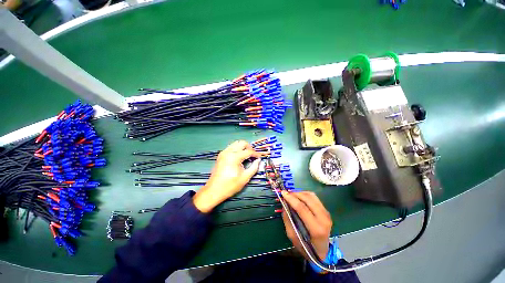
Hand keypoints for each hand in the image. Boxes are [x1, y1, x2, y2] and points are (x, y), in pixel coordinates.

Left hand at [193, 140, 262, 212]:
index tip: (260, 157)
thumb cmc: (230, 185)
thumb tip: (258, 161)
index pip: (248, 151)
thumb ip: (254, 167)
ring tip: (247, 155)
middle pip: (242, 143)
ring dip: (243, 147)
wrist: (214, 190)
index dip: (256, 154)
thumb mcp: (245, 178)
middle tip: (253, 155)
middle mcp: (228, 151)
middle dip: (249, 147)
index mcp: (234, 157)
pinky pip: (231, 147)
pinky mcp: (221, 155)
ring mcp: (224, 152)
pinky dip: (237, 149)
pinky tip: (239, 157)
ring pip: (236, 143)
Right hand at [281, 191, 331, 259]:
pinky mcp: (326, 210)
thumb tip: (284, 204)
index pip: (302, 208)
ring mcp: (326, 213)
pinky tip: (299, 197)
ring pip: (312, 196)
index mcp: (316, 229)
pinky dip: (305, 194)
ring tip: (292, 195)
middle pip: (308, 199)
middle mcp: (324, 219)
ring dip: (300, 193)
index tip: (283, 193)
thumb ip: (288, 219)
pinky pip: (314, 197)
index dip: (291, 199)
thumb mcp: (292, 236)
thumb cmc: (306, 247)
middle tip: (286, 194)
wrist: (322, 252)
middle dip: (295, 194)